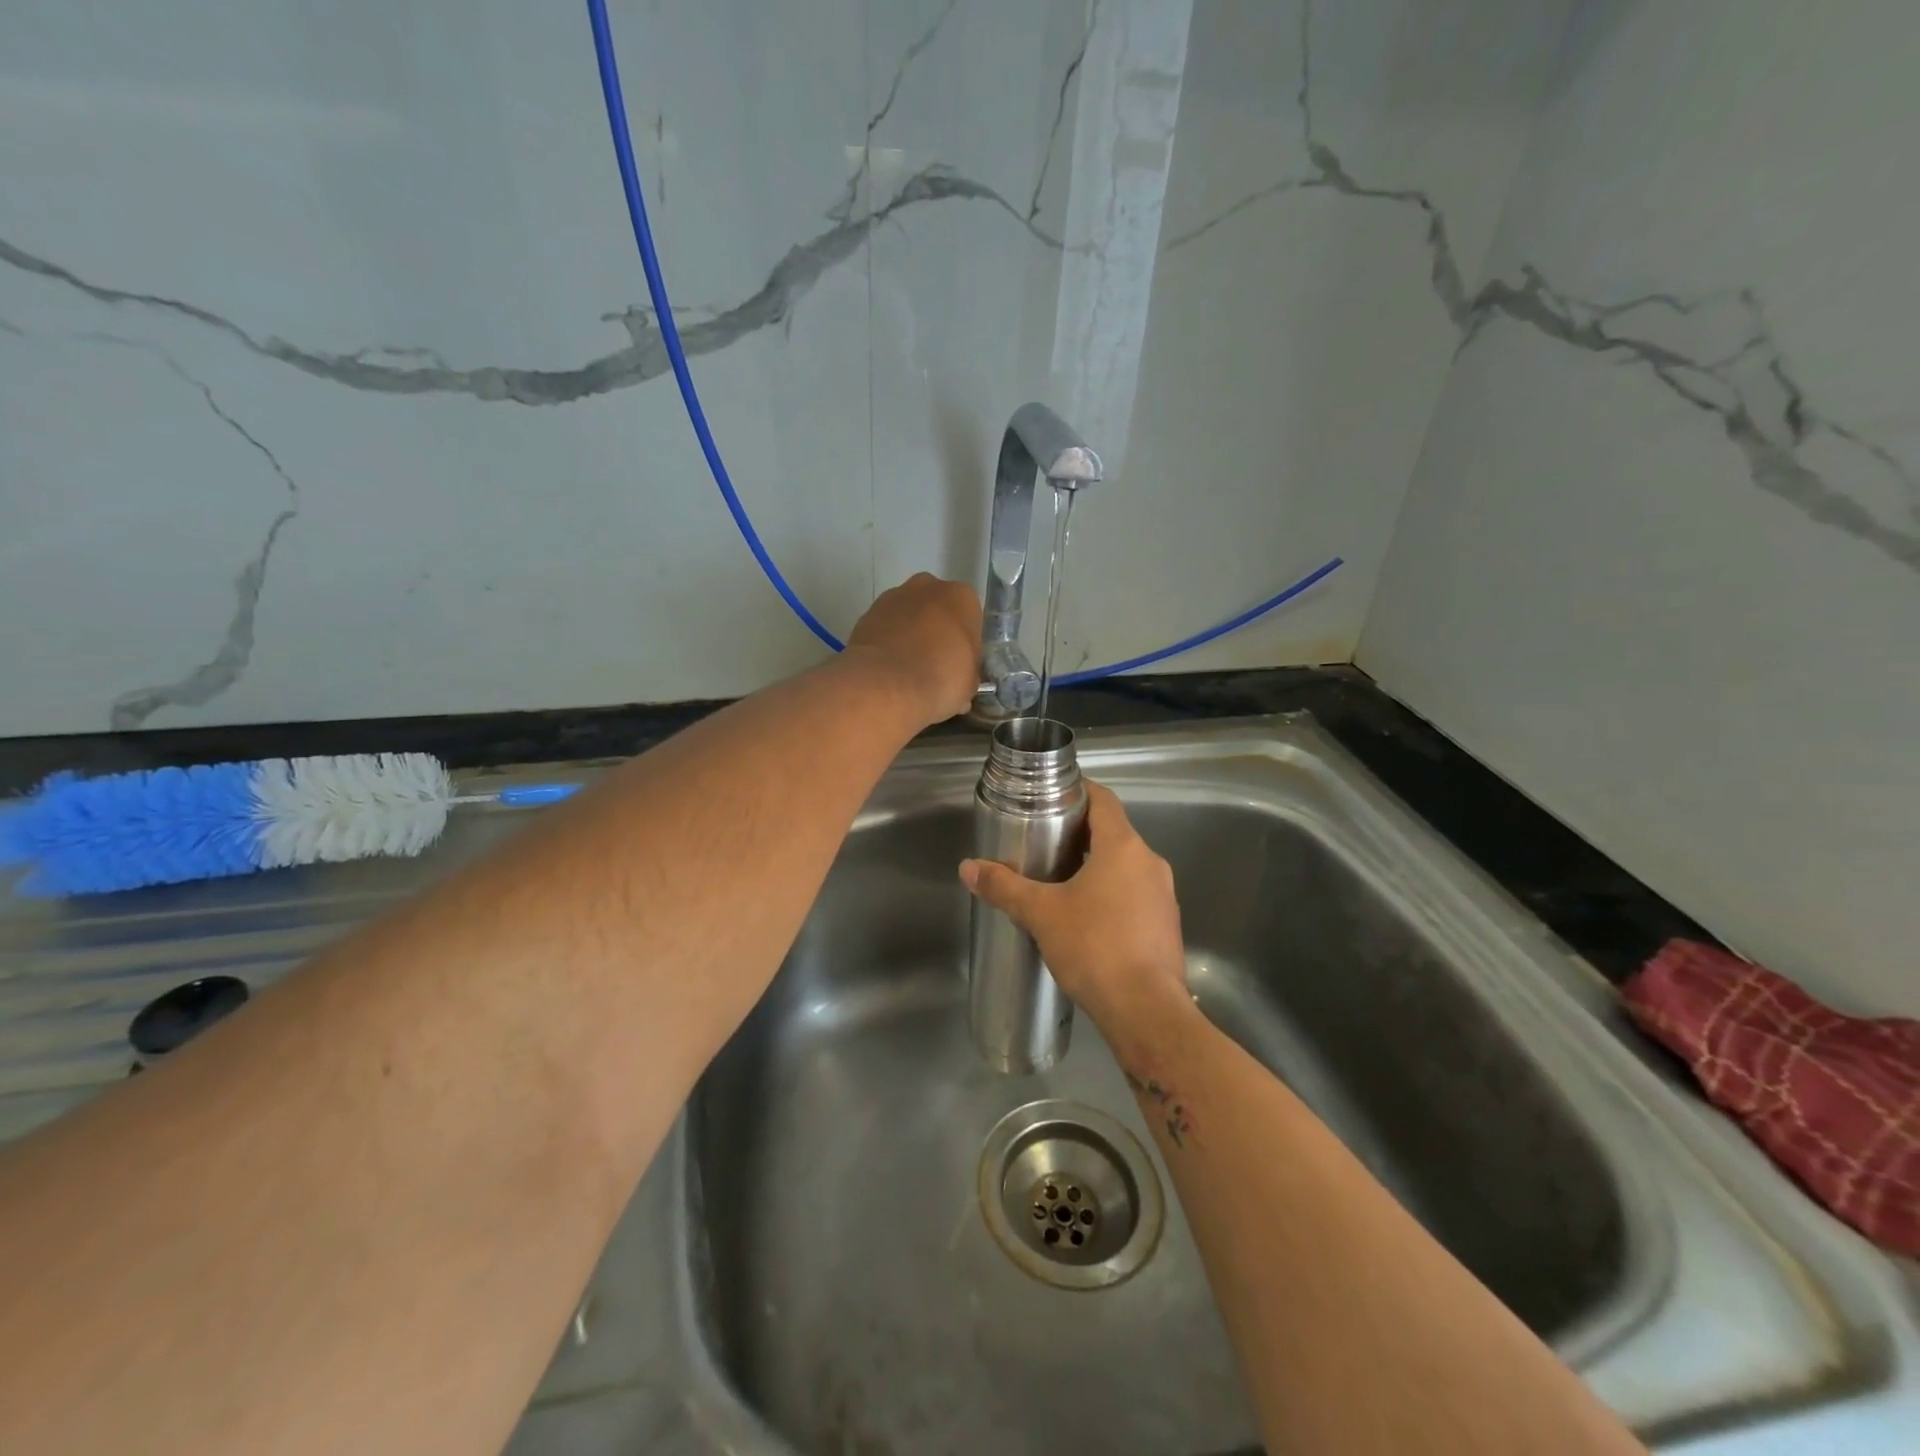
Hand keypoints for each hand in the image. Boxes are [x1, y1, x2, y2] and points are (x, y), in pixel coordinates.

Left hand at [845, 573, 981, 725]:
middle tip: (934, 664)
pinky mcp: (867, 613)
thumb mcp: (970, 682)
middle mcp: (929, 586)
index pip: (969, 617)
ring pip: (908, 615)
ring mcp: (894, 597)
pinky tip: (888, 669)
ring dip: (909, 635)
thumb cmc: (942, 677)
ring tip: (907, 671)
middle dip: (935, 631)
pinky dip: (887, 643)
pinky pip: (885, 628)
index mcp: (962, 597)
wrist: (887, 683)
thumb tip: (960, 680)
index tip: (958, 664)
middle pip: (936, 609)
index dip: (964, 643)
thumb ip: (967, 672)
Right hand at [960, 781, 1190, 1051]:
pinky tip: (1087, 919)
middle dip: (1080, 834)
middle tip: (1043, 842)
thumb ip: (1004, 887)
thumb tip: (968, 867)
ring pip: (1126, 866)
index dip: (1078, 792)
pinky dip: (1112, 895)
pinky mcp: (1166, 926)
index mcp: (1124, 847)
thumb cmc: (1094, 948)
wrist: (1146, 1011)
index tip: (1052, 797)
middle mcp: (1150, 863)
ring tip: (1060, 881)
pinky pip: (1136, 895)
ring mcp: (1164, 895)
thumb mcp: (1041, 913)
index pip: (1104, 800)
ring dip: (1096, 867)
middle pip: (1114, 832)